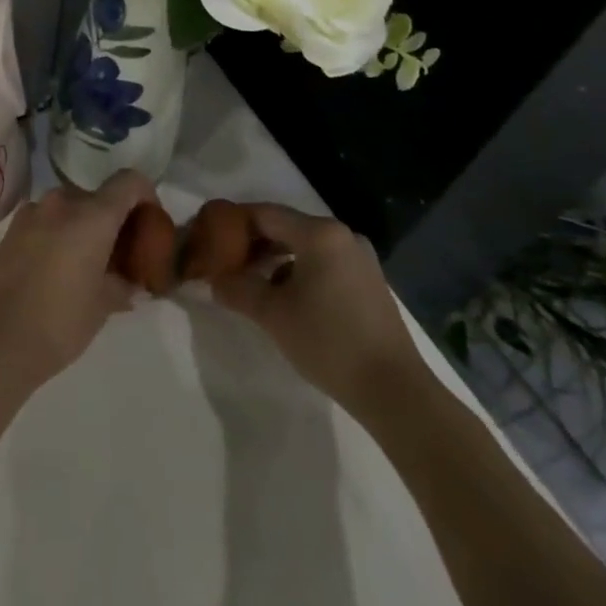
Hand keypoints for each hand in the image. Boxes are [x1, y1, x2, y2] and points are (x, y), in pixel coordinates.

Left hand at [0, 170, 154, 388]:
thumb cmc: (59, 322)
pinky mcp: (10, 229)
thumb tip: (129, 281)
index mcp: (92, 215)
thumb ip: (122, 283)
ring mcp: (31, 213)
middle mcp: (61, 203)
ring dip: (83, 228)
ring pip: (70, 209)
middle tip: (119, 256)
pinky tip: (57, 271)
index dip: (146, 196)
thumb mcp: (103, 306)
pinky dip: (59, 235)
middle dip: (112, 221)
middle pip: (98, 197)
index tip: (149, 224)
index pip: (129, 182)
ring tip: (87, 266)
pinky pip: (46, 222)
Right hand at [211, 203, 431, 424]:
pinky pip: (323, 263)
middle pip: (285, 227)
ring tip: (250, 283)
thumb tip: (214, 280)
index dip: (233, 223)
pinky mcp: (369, 282)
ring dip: (275, 260)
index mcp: (319, 233)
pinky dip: (299, 272)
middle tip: (225, 262)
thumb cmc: (329, 342)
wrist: (395, 391)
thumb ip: (238, 289)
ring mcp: (360, 259)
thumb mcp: (273, 315)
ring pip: (305, 247)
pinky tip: (285, 299)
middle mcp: (342, 236)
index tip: (210, 238)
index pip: (264, 213)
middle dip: (253, 243)